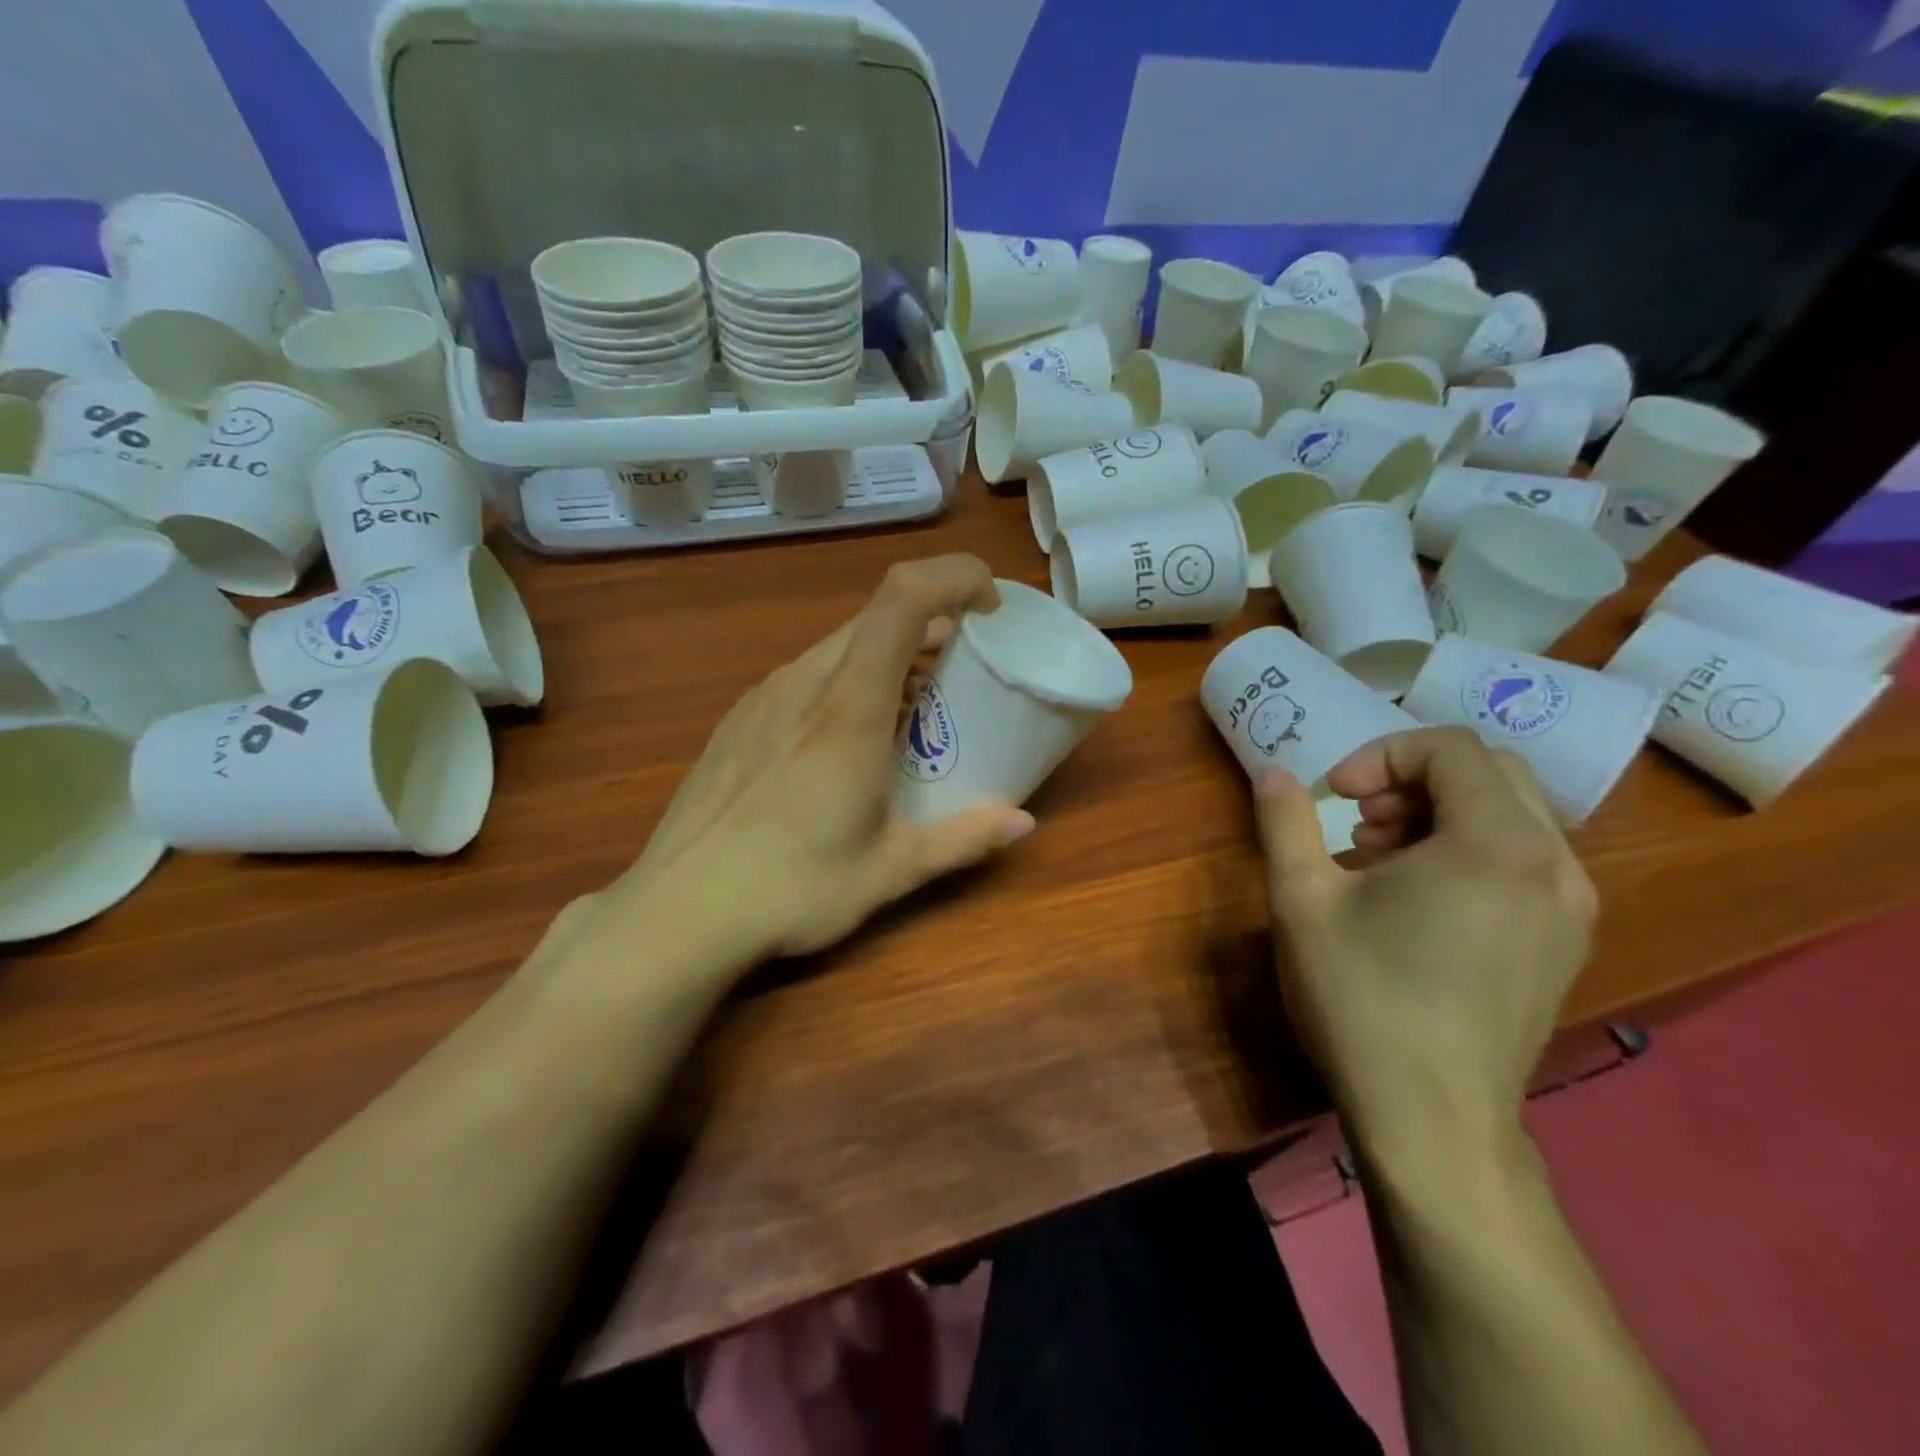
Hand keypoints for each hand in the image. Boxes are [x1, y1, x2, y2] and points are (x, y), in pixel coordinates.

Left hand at [604, 555, 1034, 964]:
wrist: (678, 912)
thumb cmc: (791, 890)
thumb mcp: (890, 870)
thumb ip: (963, 840)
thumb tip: (1023, 823)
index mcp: (849, 708)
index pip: (904, 598)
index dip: (954, 577)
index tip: (988, 610)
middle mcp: (804, 683)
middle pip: (877, 616)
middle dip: (933, 624)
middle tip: (964, 674)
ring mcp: (764, 696)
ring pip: (840, 645)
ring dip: (889, 657)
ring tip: (911, 713)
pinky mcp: (741, 717)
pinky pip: (807, 674)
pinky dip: (847, 681)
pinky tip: (847, 742)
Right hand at [1252, 727, 1596, 1173]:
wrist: (1432, 1119)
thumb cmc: (1362, 998)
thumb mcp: (1301, 900)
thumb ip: (1285, 821)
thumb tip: (1271, 771)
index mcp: (1496, 842)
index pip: (1449, 747)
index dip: (1381, 755)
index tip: (1335, 796)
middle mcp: (1554, 864)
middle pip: (1489, 772)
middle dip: (1413, 779)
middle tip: (1359, 822)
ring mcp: (1571, 907)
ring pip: (1511, 816)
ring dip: (1440, 814)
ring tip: (1379, 861)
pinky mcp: (1565, 943)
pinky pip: (1524, 861)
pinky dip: (1469, 851)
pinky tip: (1417, 900)